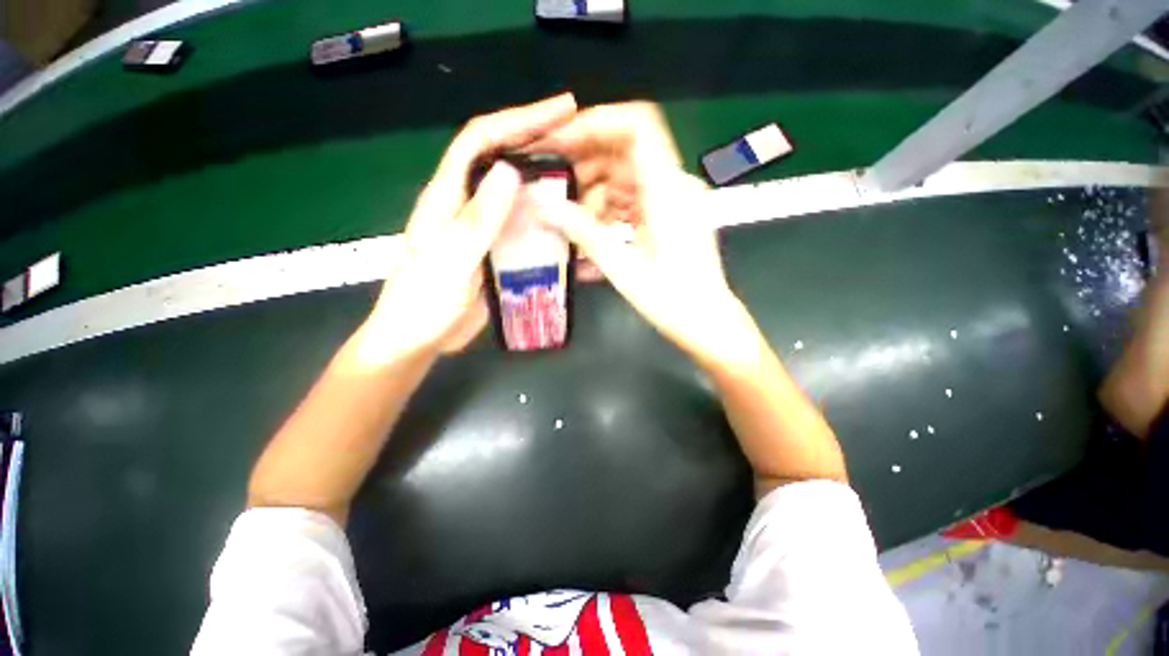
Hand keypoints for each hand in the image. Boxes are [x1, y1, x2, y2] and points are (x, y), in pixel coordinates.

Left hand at [364, 94, 577, 360]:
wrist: (417, 340)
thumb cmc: (423, 303)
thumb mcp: (450, 261)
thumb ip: (477, 221)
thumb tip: (510, 171)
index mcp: (449, 197)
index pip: (481, 140)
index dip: (519, 119)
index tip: (562, 110)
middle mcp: (469, 206)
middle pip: (506, 164)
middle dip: (543, 147)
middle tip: (585, 145)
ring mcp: (486, 232)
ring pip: (522, 200)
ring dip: (552, 190)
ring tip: (587, 188)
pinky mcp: (498, 254)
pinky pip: (528, 233)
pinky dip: (550, 229)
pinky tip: (573, 234)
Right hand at [535, 103, 760, 365]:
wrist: (707, 322)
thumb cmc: (672, 300)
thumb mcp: (622, 267)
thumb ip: (582, 232)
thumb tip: (542, 204)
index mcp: (668, 190)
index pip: (638, 126)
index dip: (597, 123)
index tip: (561, 141)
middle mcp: (673, 186)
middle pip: (625, 151)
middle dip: (585, 163)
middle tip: (551, 184)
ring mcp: (672, 202)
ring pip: (626, 177)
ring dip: (594, 191)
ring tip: (566, 217)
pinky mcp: (668, 217)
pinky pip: (633, 200)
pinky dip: (609, 209)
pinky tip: (589, 231)